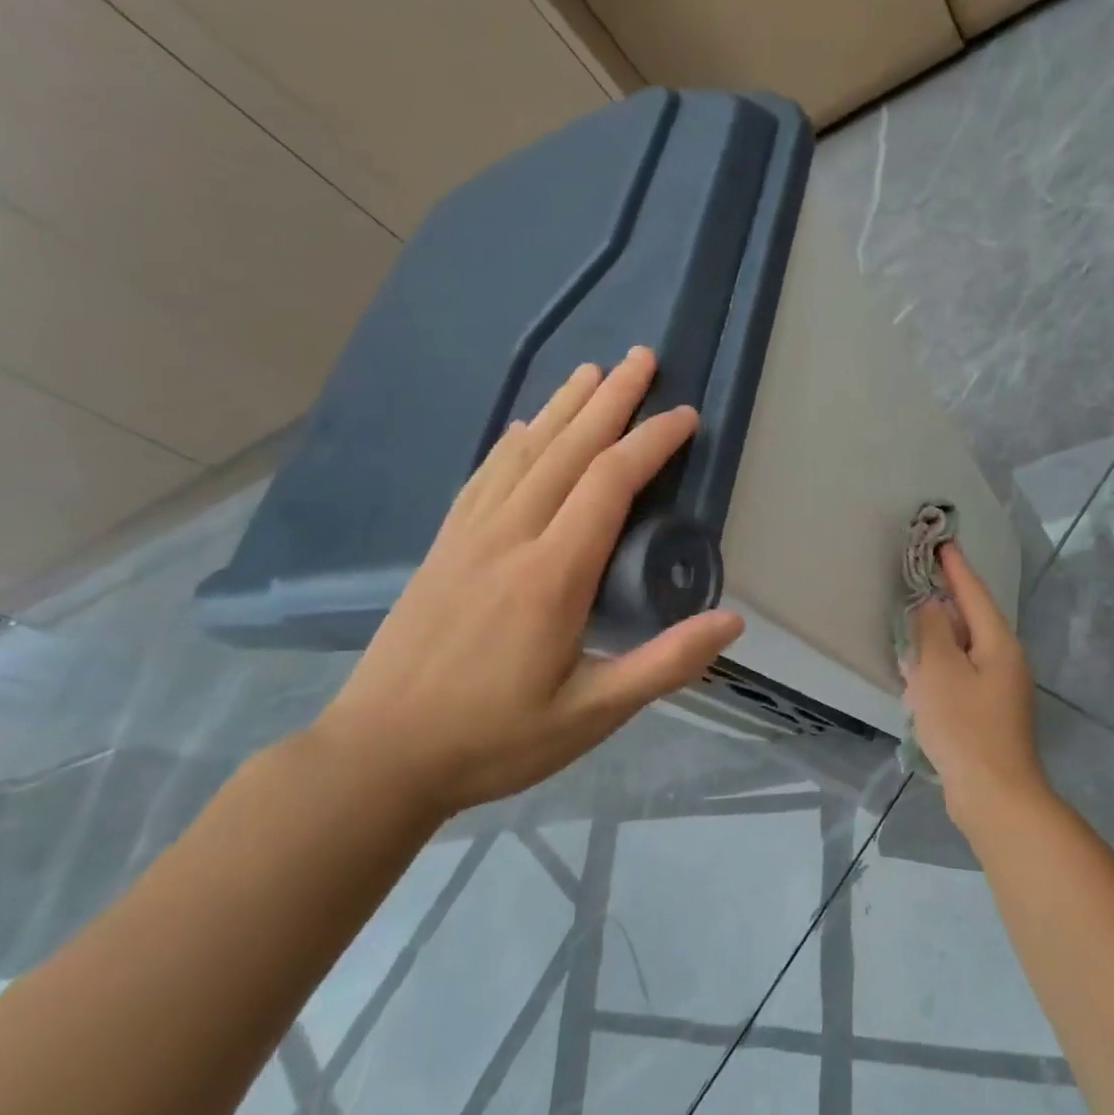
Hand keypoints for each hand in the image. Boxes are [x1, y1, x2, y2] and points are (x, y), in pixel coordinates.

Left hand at [308, 348, 743, 818]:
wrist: (380, 756)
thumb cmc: (495, 739)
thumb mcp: (593, 714)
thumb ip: (665, 664)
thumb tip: (733, 622)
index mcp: (553, 574)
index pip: (610, 484)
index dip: (651, 442)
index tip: (685, 416)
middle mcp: (510, 537)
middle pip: (567, 450)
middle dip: (610, 401)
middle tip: (641, 358)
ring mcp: (469, 538)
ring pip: (523, 453)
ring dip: (561, 408)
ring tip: (590, 372)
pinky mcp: (443, 548)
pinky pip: (483, 477)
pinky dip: (511, 443)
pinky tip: (521, 427)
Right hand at [902, 544, 1048, 820]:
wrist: (994, 795)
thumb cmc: (964, 726)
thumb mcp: (938, 671)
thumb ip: (931, 630)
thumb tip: (930, 604)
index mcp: (998, 643)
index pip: (974, 593)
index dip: (955, 567)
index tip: (941, 542)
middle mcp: (1004, 661)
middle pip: (970, 620)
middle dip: (944, 602)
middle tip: (918, 580)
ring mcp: (998, 690)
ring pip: (962, 650)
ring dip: (937, 639)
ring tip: (911, 628)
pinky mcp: (987, 714)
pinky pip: (959, 677)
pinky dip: (939, 670)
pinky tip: (918, 679)